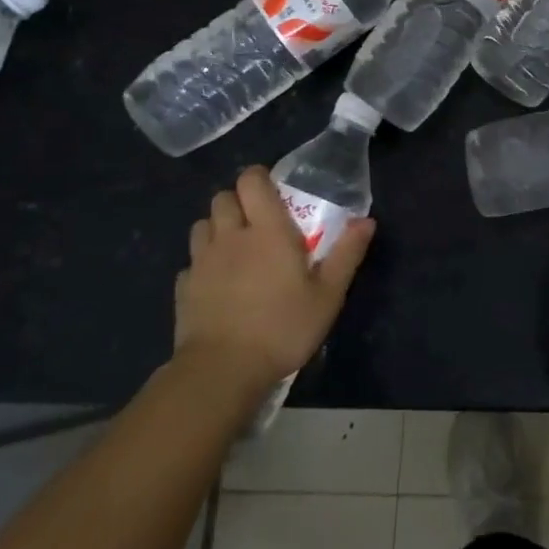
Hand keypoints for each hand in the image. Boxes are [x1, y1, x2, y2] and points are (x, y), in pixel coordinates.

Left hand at [176, 166, 374, 401]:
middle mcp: (230, 237)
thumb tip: (366, 221)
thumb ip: (347, 254)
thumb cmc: (282, 327)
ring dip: (217, 227)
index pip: (251, 181)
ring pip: (202, 225)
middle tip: (258, 220)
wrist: (222, 371)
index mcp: (267, 231)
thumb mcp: (328, 295)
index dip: (259, 177)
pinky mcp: (183, 288)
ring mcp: (201, 262)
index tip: (274, 190)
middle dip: (238, 201)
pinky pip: (190, 262)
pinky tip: (217, 283)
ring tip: (236, 247)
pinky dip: (203, 264)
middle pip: (222, 198)